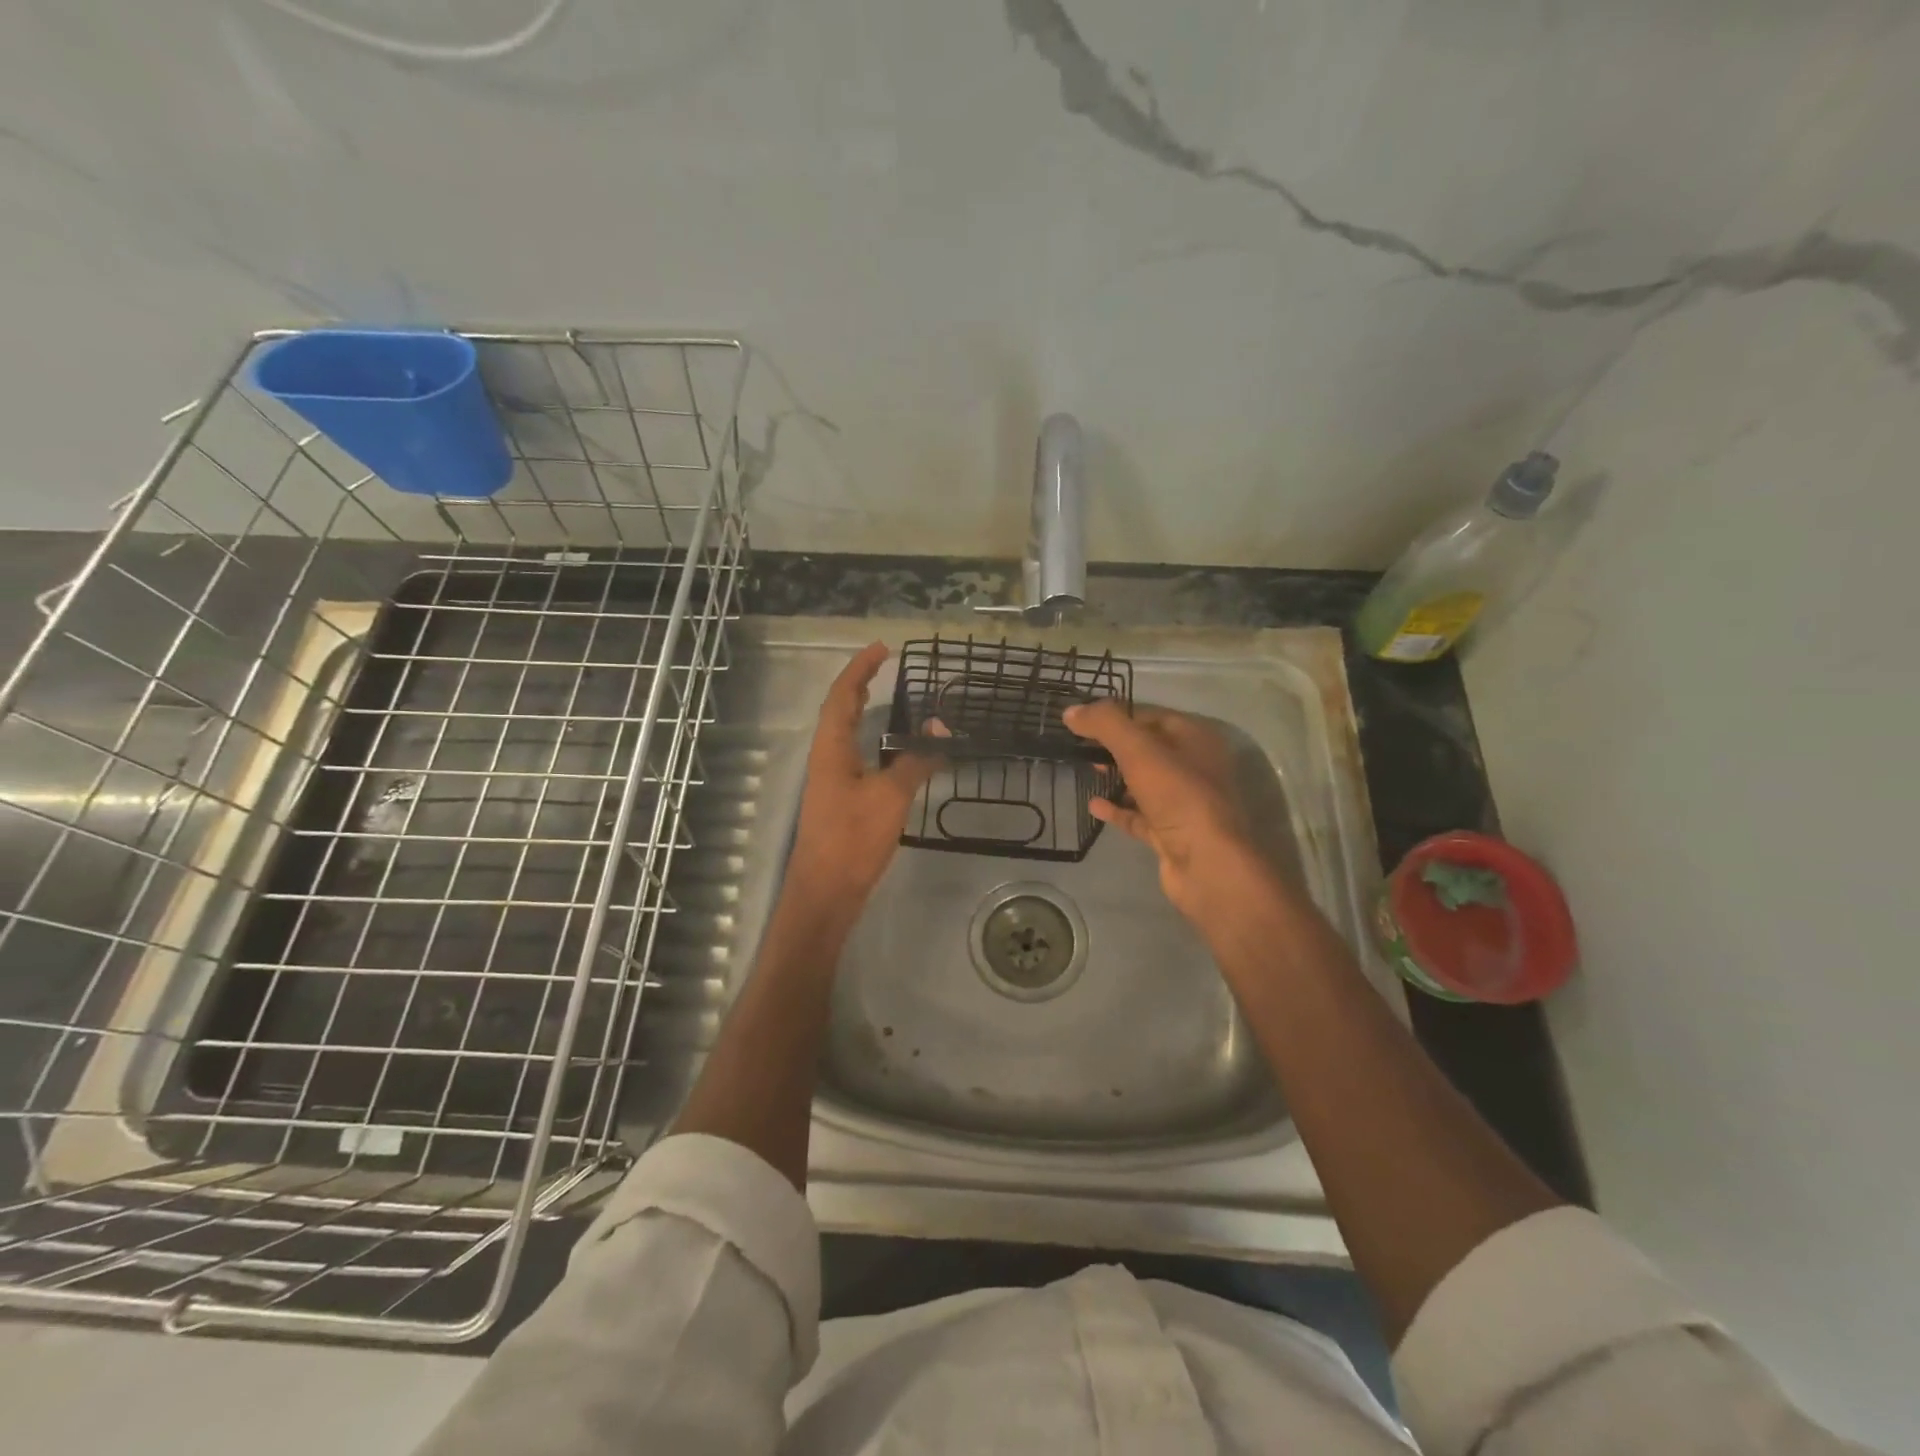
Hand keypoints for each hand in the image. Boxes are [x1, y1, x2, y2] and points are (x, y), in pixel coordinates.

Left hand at [787, 643, 936, 910]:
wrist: (826, 891)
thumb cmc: (853, 838)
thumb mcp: (890, 796)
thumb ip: (915, 760)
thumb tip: (940, 730)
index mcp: (831, 748)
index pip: (842, 695)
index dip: (860, 668)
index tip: (882, 648)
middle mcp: (826, 758)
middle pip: (839, 710)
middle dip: (860, 684)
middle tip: (884, 665)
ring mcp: (830, 780)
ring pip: (845, 734)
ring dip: (863, 711)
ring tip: (888, 697)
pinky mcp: (840, 800)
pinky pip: (855, 756)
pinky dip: (872, 740)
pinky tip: (890, 749)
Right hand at [1063, 700, 1265, 923]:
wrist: (1207, 865)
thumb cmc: (1178, 796)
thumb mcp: (1139, 750)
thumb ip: (1106, 724)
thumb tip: (1071, 711)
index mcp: (1195, 738)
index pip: (1150, 715)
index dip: (1117, 714)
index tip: (1082, 719)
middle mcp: (1194, 766)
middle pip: (1147, 748)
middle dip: (1114, 745)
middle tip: (1080, 745)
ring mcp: (1184, 802)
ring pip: (1143, 782)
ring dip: (1115, 776)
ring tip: (1085, 769)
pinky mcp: (1171, 833)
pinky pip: (1139, 815)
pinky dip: (1117, 808)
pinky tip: (1093, 804)